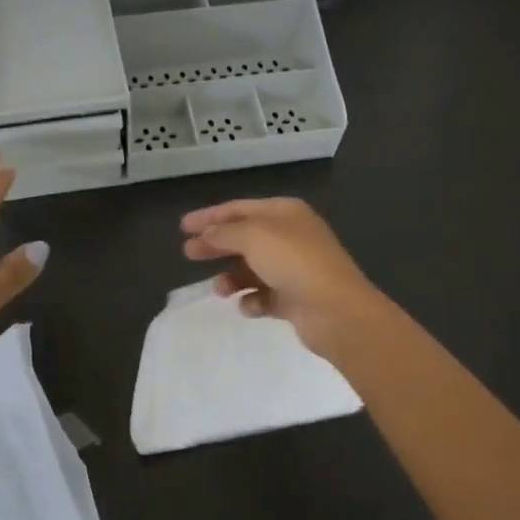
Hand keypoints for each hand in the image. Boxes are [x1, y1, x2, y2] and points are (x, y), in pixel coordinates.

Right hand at [181, 198, 393, 362]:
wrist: (336, 310)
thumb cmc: (294, 262)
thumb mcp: (253, 237)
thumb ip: (224, 233)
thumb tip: (206, 235)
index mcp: (285, 212)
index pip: (239, 208)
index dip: (210, 216)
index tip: (183, 227)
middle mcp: (291, 236)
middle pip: (244, 237)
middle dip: (216, 246)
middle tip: (189, 254)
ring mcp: (295, 268)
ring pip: (253, 269)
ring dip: (233, 277)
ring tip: (220, 290)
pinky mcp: (296, 298)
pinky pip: (265, 296)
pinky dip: (253, 300)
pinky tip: (248, 306)